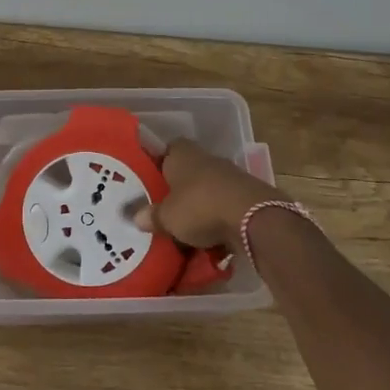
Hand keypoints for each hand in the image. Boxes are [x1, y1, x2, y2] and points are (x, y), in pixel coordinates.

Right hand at [133, 137, 279, 248]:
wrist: (252, 217)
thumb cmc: (199, 207)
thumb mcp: (167, 217)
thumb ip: (151, 216)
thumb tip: (136, 217)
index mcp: (182, 153)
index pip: (167, 150)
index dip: (158, 163)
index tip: (150, 181)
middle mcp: (206, 158)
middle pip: (188, 171)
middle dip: (178, 190)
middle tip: (164, 210)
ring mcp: (229, 175)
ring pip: (207, 189)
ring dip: (199, 206)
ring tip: (185, 230)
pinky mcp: (247, 195)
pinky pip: (224, 206)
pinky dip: (218, 219)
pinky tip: (210, 239)